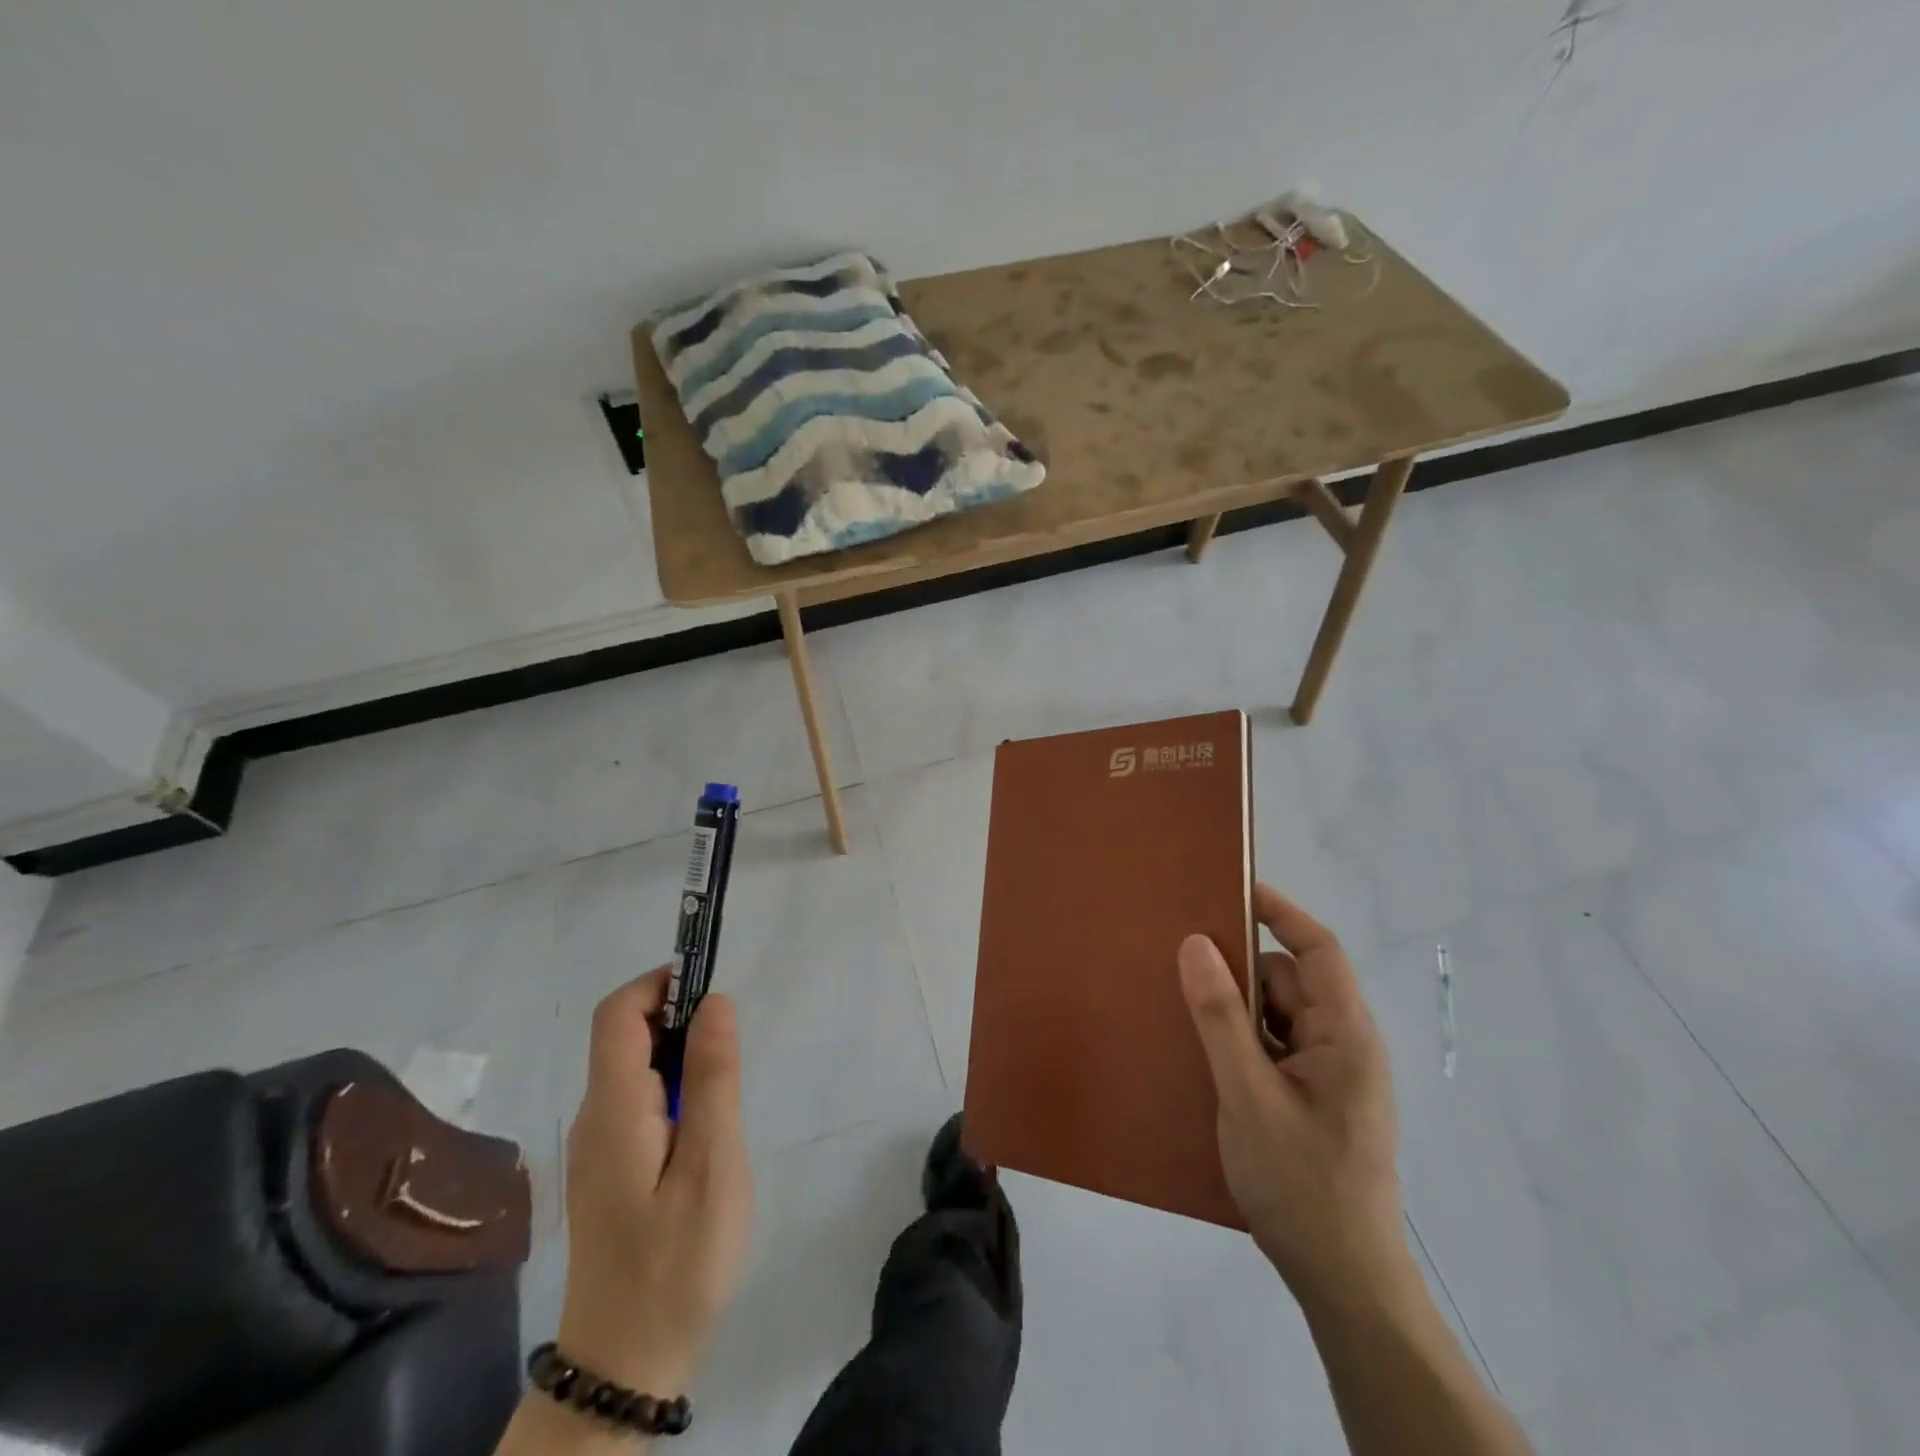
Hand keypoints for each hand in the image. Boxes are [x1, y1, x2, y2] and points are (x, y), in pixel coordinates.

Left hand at [556, 968, 753, 1395]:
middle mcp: (594, 1116)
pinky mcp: (609, 1169)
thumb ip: (714, 1077)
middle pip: (625, 1035)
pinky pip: (639, 1102)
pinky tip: (706, 1131)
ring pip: (635, 1069)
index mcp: (613, 1108)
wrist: (624, 1367)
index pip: (617, 1013)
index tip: (712, 991)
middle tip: (733, 1052)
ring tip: (726, 1095)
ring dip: (681, 1056)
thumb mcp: (712, 1164)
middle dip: (679, 1018)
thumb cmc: (676, 1261)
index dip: (660, 983)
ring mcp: (597, 1145)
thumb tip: (715, 1002)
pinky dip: (674, 1089)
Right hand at [1178, 885, 1412, 1309]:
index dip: (1278, 911)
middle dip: (1238, 972)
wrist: (1341, 1281)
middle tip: (1180, 964)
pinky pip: (1270, 1047)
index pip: (1317, 948)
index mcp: (1345, 1034)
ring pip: (1274, 1016)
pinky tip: (1201, 1054)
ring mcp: (1328, 1073)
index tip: (1229, 887)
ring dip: (1233, 1011)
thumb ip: (1221, 1017)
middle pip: (1287, 981)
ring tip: (1181, 1012)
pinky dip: (1238, 1041)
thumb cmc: (1301, 1184)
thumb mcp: (1248, 1095)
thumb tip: (1196, 943)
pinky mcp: (1310, 1097)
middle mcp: (1342, 1044)